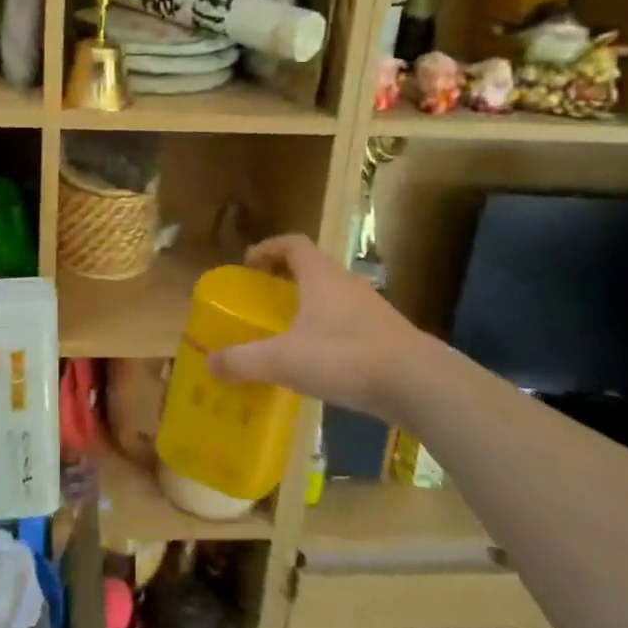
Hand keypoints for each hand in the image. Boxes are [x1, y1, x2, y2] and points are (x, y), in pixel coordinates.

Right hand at [205, 235, 433, 417]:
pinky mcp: (385, 334)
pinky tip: (319, 360)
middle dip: (284, 278)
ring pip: (332, 295)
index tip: (248, 265)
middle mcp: (346, 283)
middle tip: (263, 299)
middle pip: (311, 267)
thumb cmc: (345, 357)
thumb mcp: (284, 360)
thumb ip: (244, 360)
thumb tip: (210, 363)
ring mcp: (370, 308)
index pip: (292, 243)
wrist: (417, 383)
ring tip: (287, 331)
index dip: (268, 248)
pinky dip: (328, 330)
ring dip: (308, 304)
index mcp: (320, 276)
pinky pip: (348, 321)